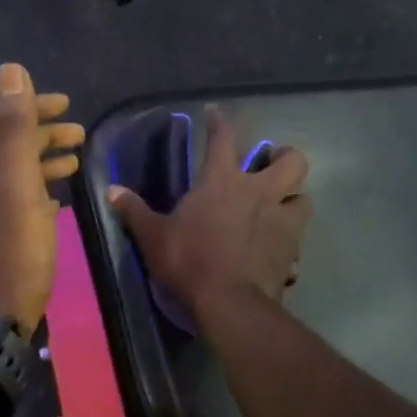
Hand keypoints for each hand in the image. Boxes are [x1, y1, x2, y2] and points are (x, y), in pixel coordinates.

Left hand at [0, 63, 85, 332]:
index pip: (2, 121)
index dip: (32, 105)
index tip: (65, 103)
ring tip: (76, 160)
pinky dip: (39, 190)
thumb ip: (15, 128)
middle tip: (79, 132)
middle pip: (9, 147)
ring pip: (15, 175)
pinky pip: (18, 202)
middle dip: (43, 133)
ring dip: (44, 161)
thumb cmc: (12, 249)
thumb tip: (9, 70)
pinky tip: (57, 202)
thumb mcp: (17, 183)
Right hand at [108, 106, 309, 317]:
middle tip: (270, 165)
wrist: (231, 304)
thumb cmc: (189, 261)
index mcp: (222, 182)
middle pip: (292, 160)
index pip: (223, 138)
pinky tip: (278, 250)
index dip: (219, 122)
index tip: (215, 112)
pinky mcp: (292, 252)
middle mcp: (259, 193)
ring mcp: (282, 222)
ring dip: (294, 199)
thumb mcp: (153, 237)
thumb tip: (111, 190)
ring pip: (304, 198)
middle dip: (285, 157)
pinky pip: (298, 240)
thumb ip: (134, 211)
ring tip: (280, 206)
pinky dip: (290, 241)